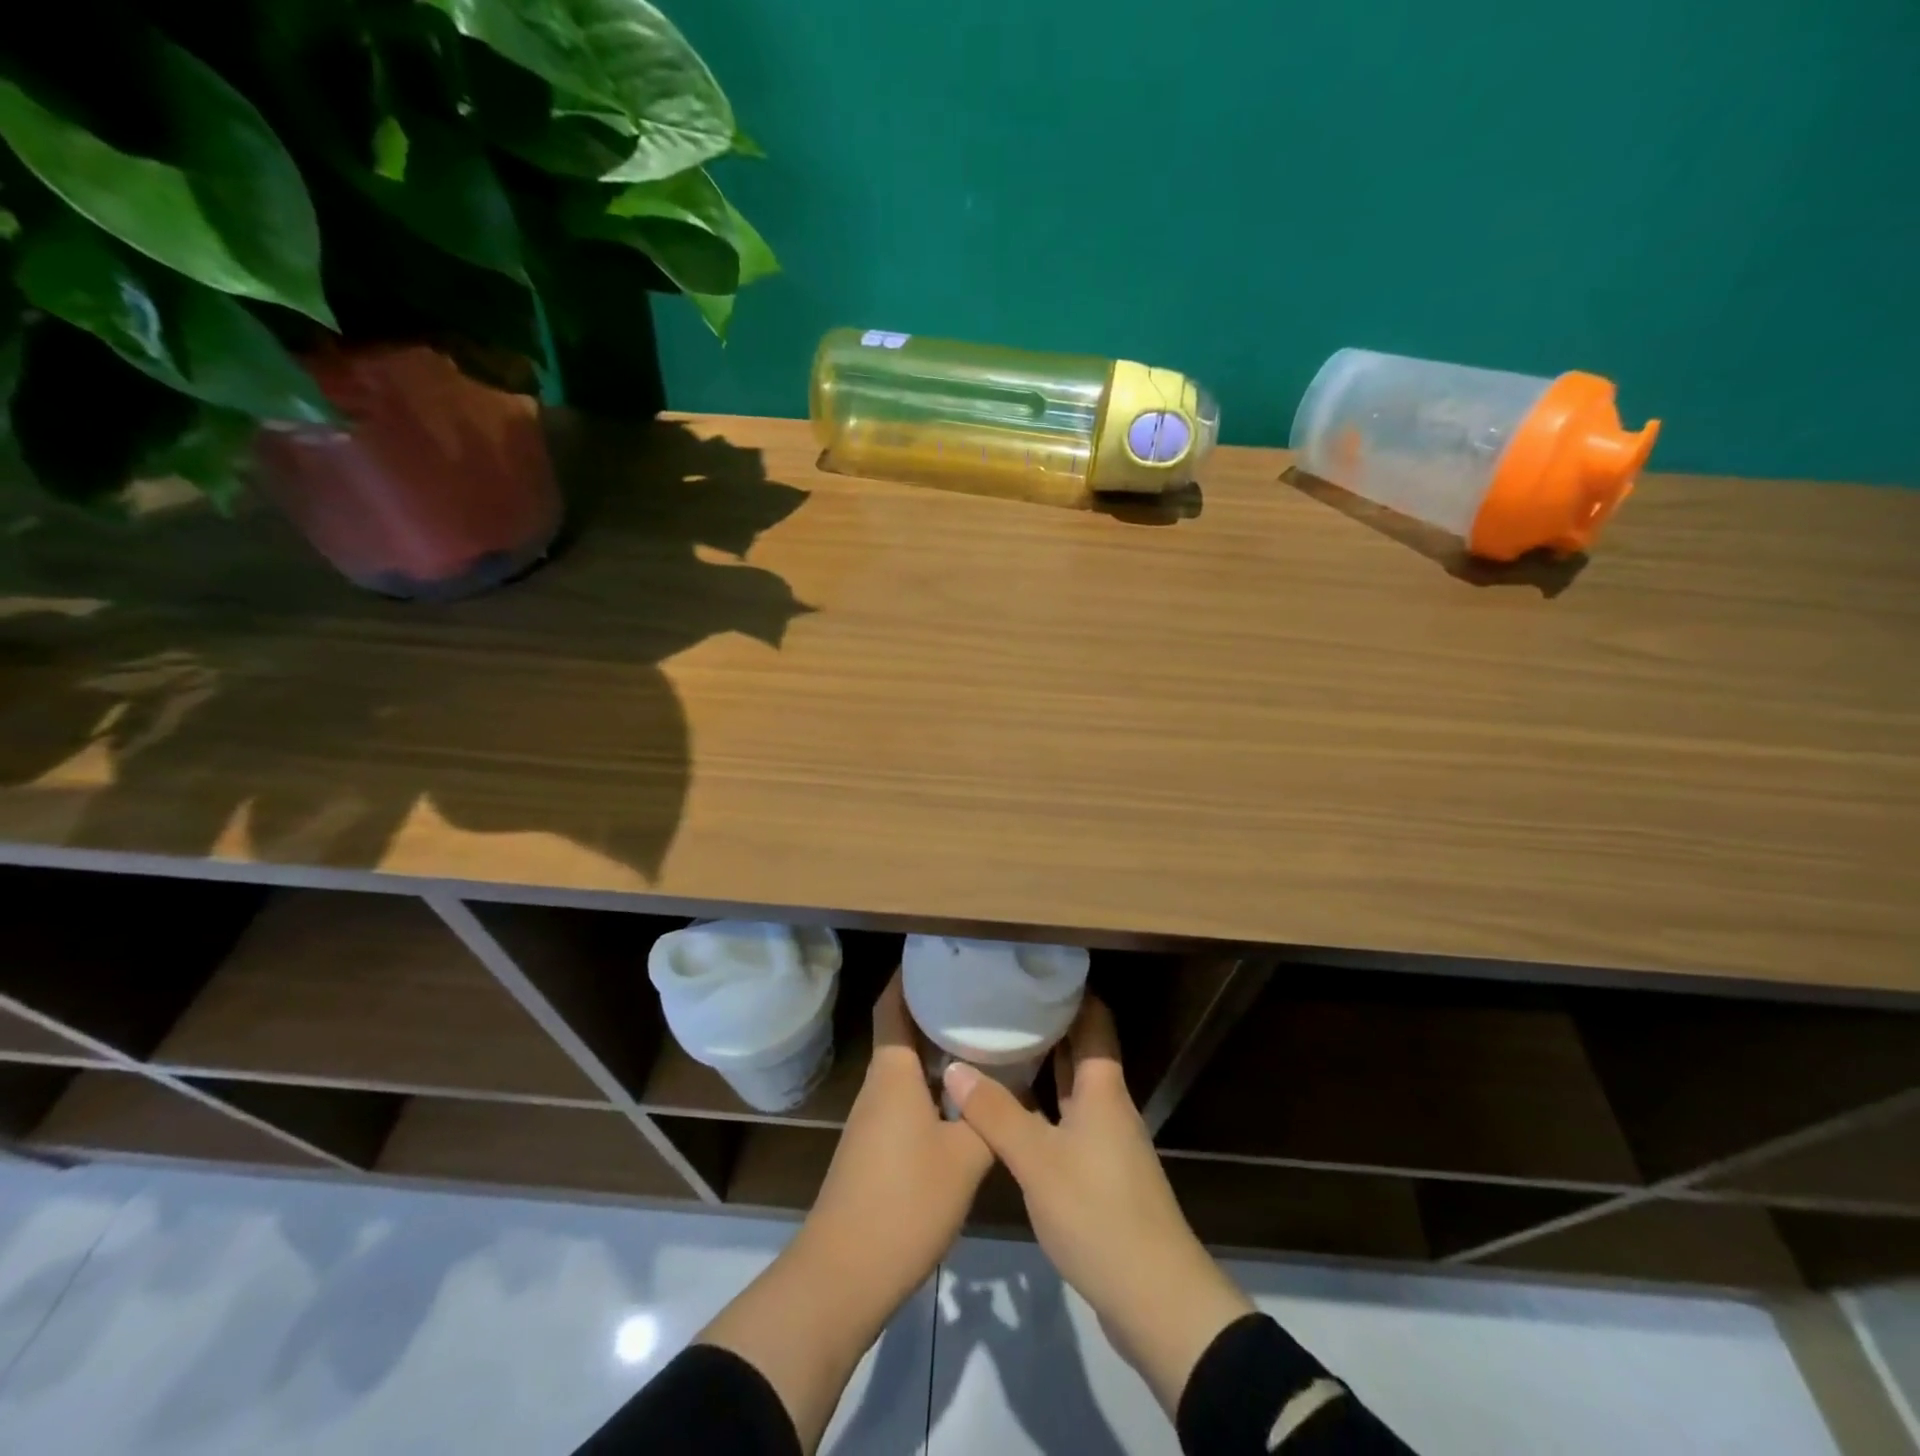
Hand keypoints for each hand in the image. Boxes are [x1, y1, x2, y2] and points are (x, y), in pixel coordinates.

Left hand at [800, 972, 994, 1305]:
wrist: (843, 1277)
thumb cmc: (904, 1203)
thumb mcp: (964, 1158)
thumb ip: (992, 1116)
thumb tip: (1017, 1080)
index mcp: (893, 1073)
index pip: (893, 1005)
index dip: (909, 975)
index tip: (940, 954)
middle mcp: (879, 1086)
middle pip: (903, 1031)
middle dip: (935, 1008)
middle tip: (979, 992)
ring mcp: (874, 1119)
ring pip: (908, 1067)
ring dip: (937, 1049)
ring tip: (981, 1034)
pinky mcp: (877, 1148)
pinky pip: (907, 1097)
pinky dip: (934, 1084)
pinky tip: (966, 1096)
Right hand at [943, 996, 1252, 1412]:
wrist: (1156, 1299)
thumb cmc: (1099, 1213)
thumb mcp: (1038, 1160)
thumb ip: (995, 1113)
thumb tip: (954, 1065)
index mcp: (1103, 1087)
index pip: (1093, 1018)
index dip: (1069, 989)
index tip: (1031, 969)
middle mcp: (1108, 1103)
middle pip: (1081, 1048)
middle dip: (1047, 1022)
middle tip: (1001, 1001)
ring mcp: (1105, 1139)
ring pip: (1071, 1085)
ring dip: (1042, 1064)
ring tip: (997, 1042)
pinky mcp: (1099, 1172)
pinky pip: (1067, 1118)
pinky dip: (1041, 1104)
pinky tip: (1009, 1108)